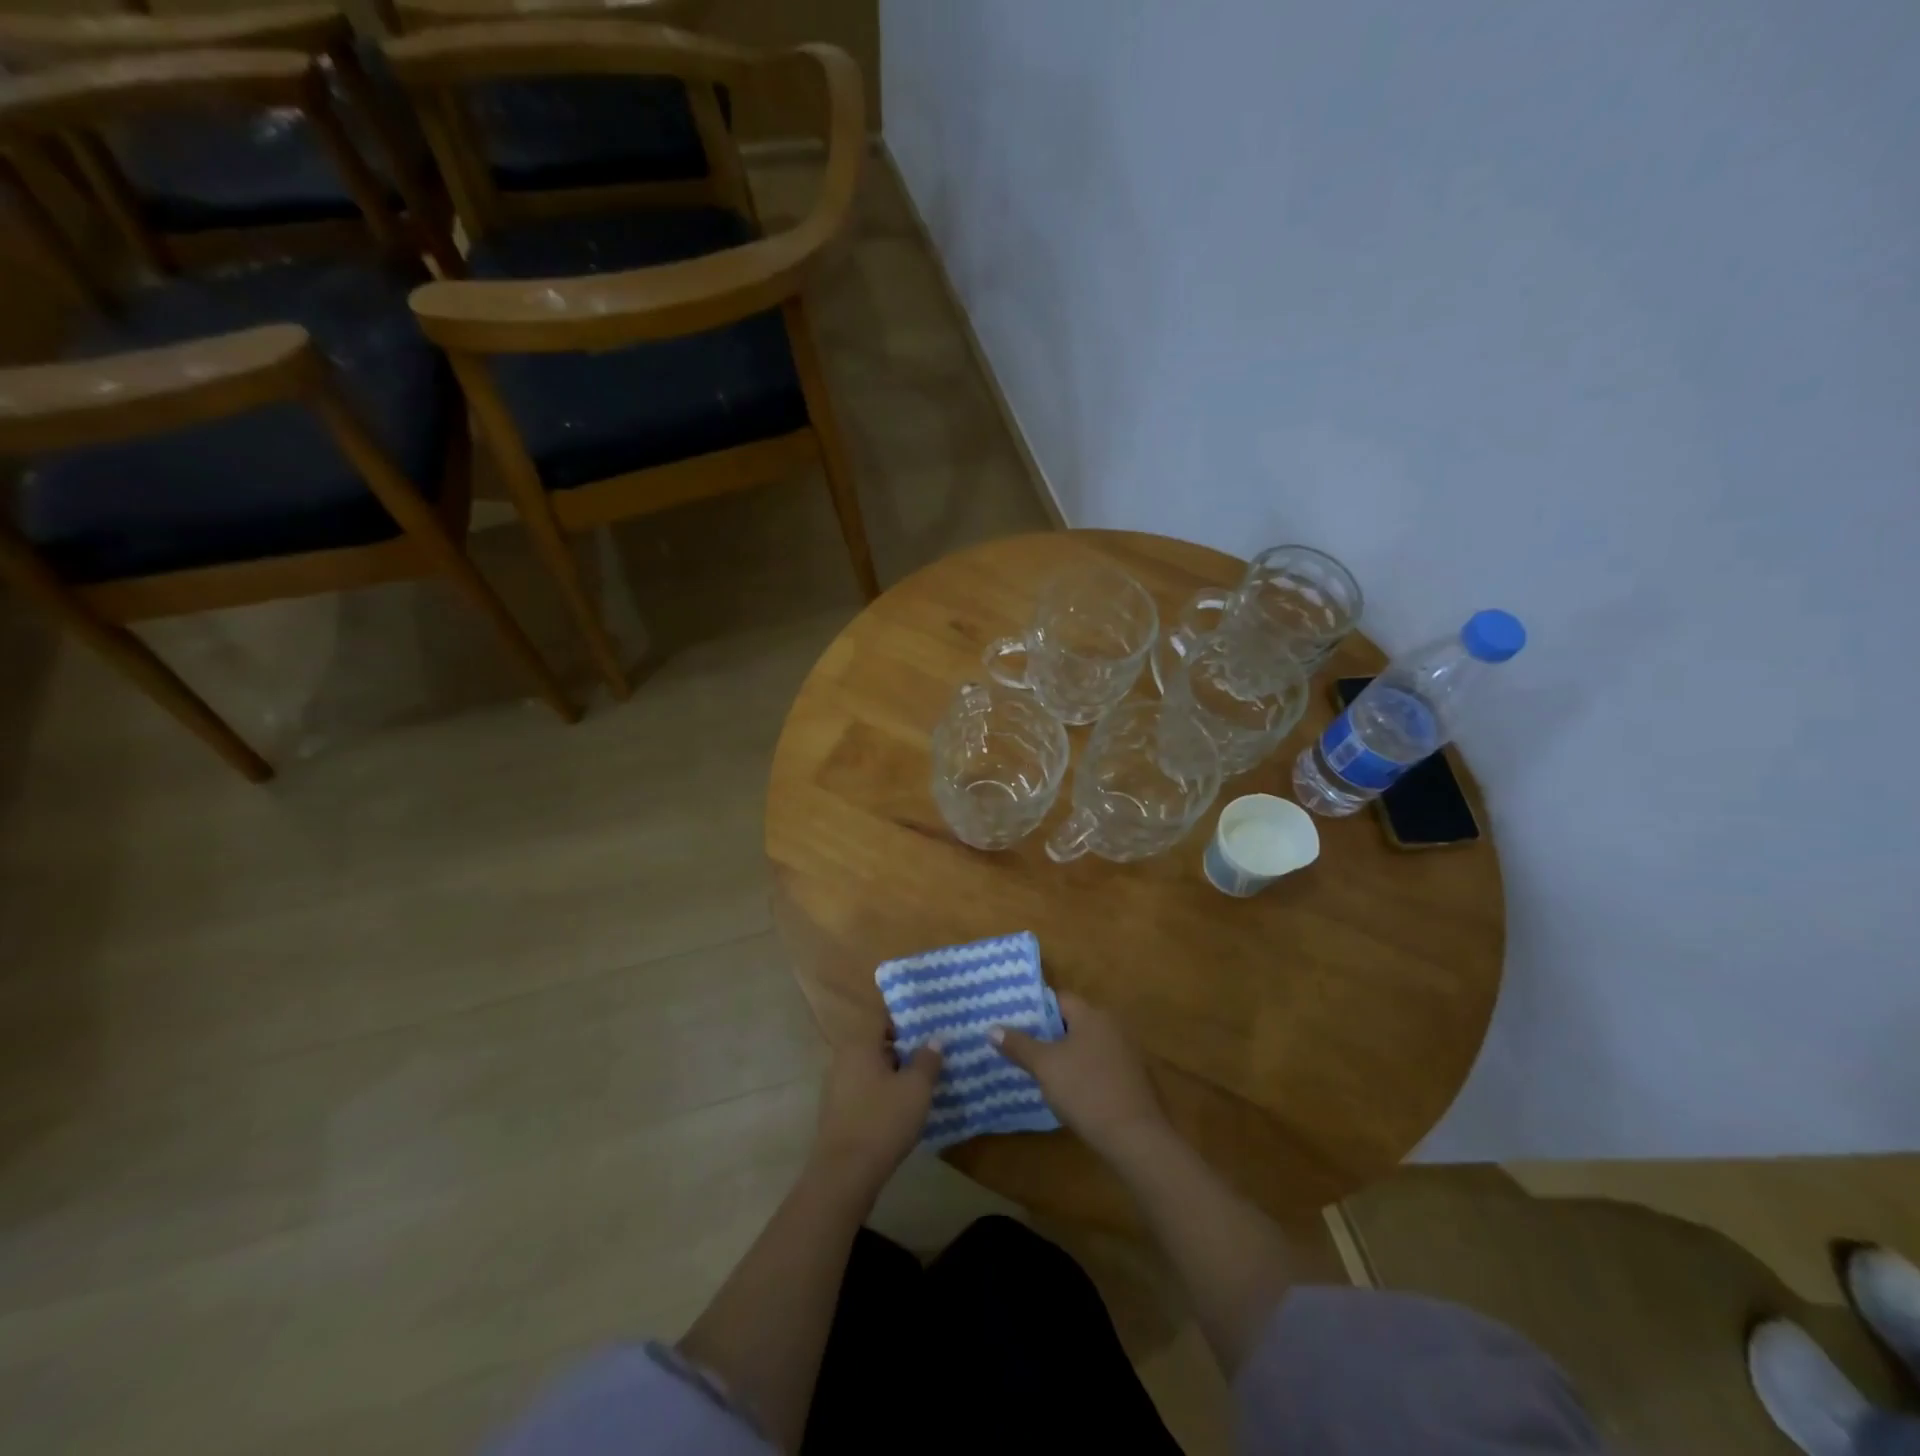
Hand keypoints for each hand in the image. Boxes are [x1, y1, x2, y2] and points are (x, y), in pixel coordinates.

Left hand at [812, 1033, 941, 1194]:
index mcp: (860, 1045)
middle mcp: (843, 1060)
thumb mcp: (916, 1089)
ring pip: (870, 1071)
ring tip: (920, 1088)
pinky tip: (900, 1113)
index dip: (906, 1023)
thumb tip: (934, 1039)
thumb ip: (927, 1060)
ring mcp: (836, 1088)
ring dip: (893, 1076)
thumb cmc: (883, 1121)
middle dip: (903, 1052)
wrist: (844, 1175)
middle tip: (930, 1061)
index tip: (928, 1032)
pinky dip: (881, 1096)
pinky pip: (863, 1093)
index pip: (883, 1020)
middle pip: (877, 1045)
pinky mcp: (836, 1114)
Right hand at [992, 993, 1168, 1157]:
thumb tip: (992, 1029)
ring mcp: (1126, 1052)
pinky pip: (1099, 1063)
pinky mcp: (1132, 1077)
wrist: (1135, 1137)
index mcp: (1092, 1014)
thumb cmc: (1085, 1091)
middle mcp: (1112, 1025)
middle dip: (1048, 1033)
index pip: (1059, 999)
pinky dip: (1082, 1070)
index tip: (1013, 1021)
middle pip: (1073, 1021)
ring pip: (1086, 1044)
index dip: (1035, 1008)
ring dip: (1065, 1053)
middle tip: (1020, 1045)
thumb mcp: (1045, 1067)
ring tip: (1038, 1068)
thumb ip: (1019, 1045)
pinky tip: (1068, 1089)